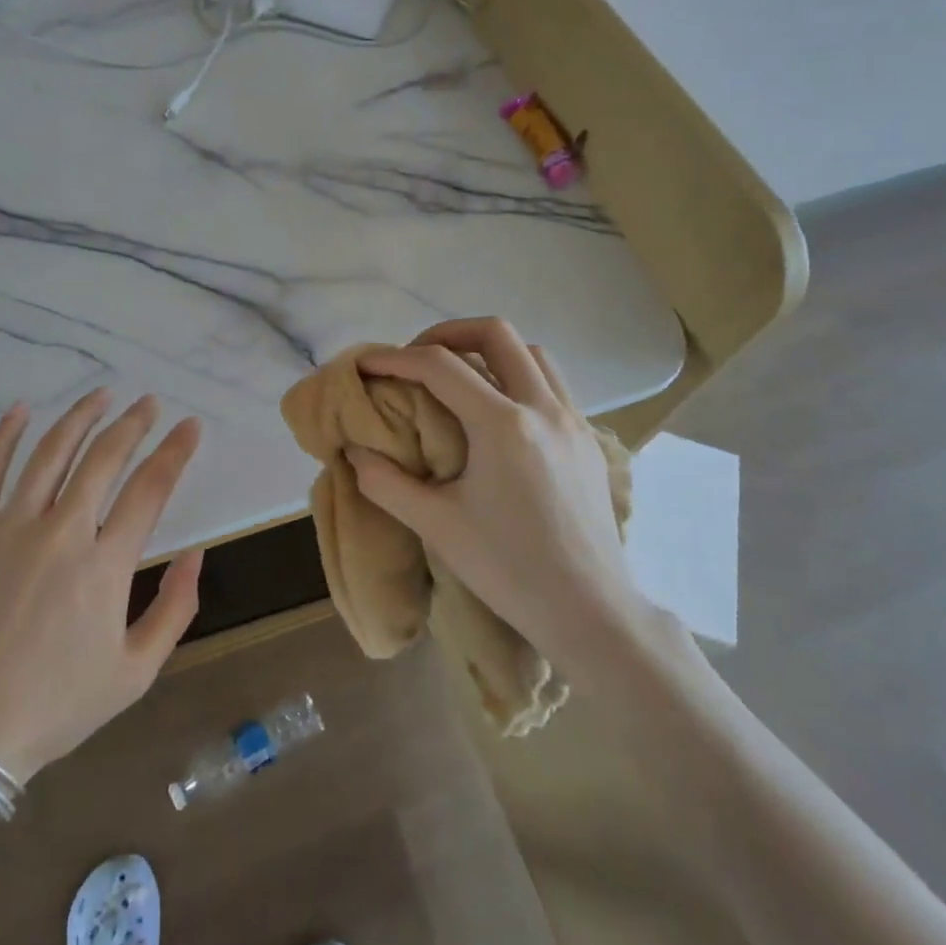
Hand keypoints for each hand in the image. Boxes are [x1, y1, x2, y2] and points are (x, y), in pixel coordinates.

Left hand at [0, 390, 204, 782]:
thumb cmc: (57, 706)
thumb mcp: (136, 672)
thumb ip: (176, 608)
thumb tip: (196, 552)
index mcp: (105, 566)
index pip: (150, 489)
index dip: (175, 451)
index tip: (190, 426)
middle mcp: (60, 534)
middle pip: (104, 458)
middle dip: (134, 424)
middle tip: (149, 404)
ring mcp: (8, 530)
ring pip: (50, 453)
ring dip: (81, 417)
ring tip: (102, 395)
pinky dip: (4, 436)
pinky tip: (22, 410)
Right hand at [349, 318, 653, 665]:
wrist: (589, 611)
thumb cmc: (508, 569)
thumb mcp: (435, 526)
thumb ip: (385, 483)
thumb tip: (356, 453)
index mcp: (503, 425)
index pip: (440, 366)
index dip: (395, 358)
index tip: (366, 364)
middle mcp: (543, 409)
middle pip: (496, 334)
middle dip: (447, 333)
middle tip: (416, 357)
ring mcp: (573, 422)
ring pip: (532, 354)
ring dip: (489, 352)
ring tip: (458, 378)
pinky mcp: (589, 442)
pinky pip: (552, 386)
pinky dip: (518, 378)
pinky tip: (499, 415)